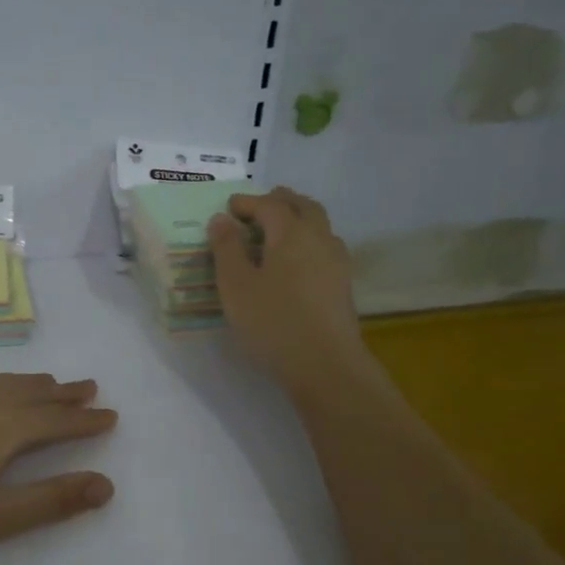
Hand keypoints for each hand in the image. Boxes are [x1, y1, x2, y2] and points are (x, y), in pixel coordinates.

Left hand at [0, 373, 116, 564]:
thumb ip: (51, 501)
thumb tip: (106, 484)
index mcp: (1, 431)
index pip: (54, 422)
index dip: (85, 421)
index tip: (110, 417)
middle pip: (31, 395)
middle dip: (64, 394)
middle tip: (90, 389)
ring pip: (2, 384)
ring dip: (33, 383)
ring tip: (51, 384)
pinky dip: (1, 382)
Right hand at [209, 187, 372, 399]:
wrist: (324, 363)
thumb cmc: (272, 321)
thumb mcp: (236, 285)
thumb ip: (227, 248)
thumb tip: (221, 219)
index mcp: (290, 232)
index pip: (269, 204)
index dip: (248, 202)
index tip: (229, 207)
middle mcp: (319, 237)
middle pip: (302, 206)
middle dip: (278, 201)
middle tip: (257, 208)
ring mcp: (336, 260)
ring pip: (318, 224)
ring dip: (296, 218)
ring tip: (276, 231)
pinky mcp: (342, 283)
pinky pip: (324, 246)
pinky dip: (307, 240)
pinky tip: (296, 260)